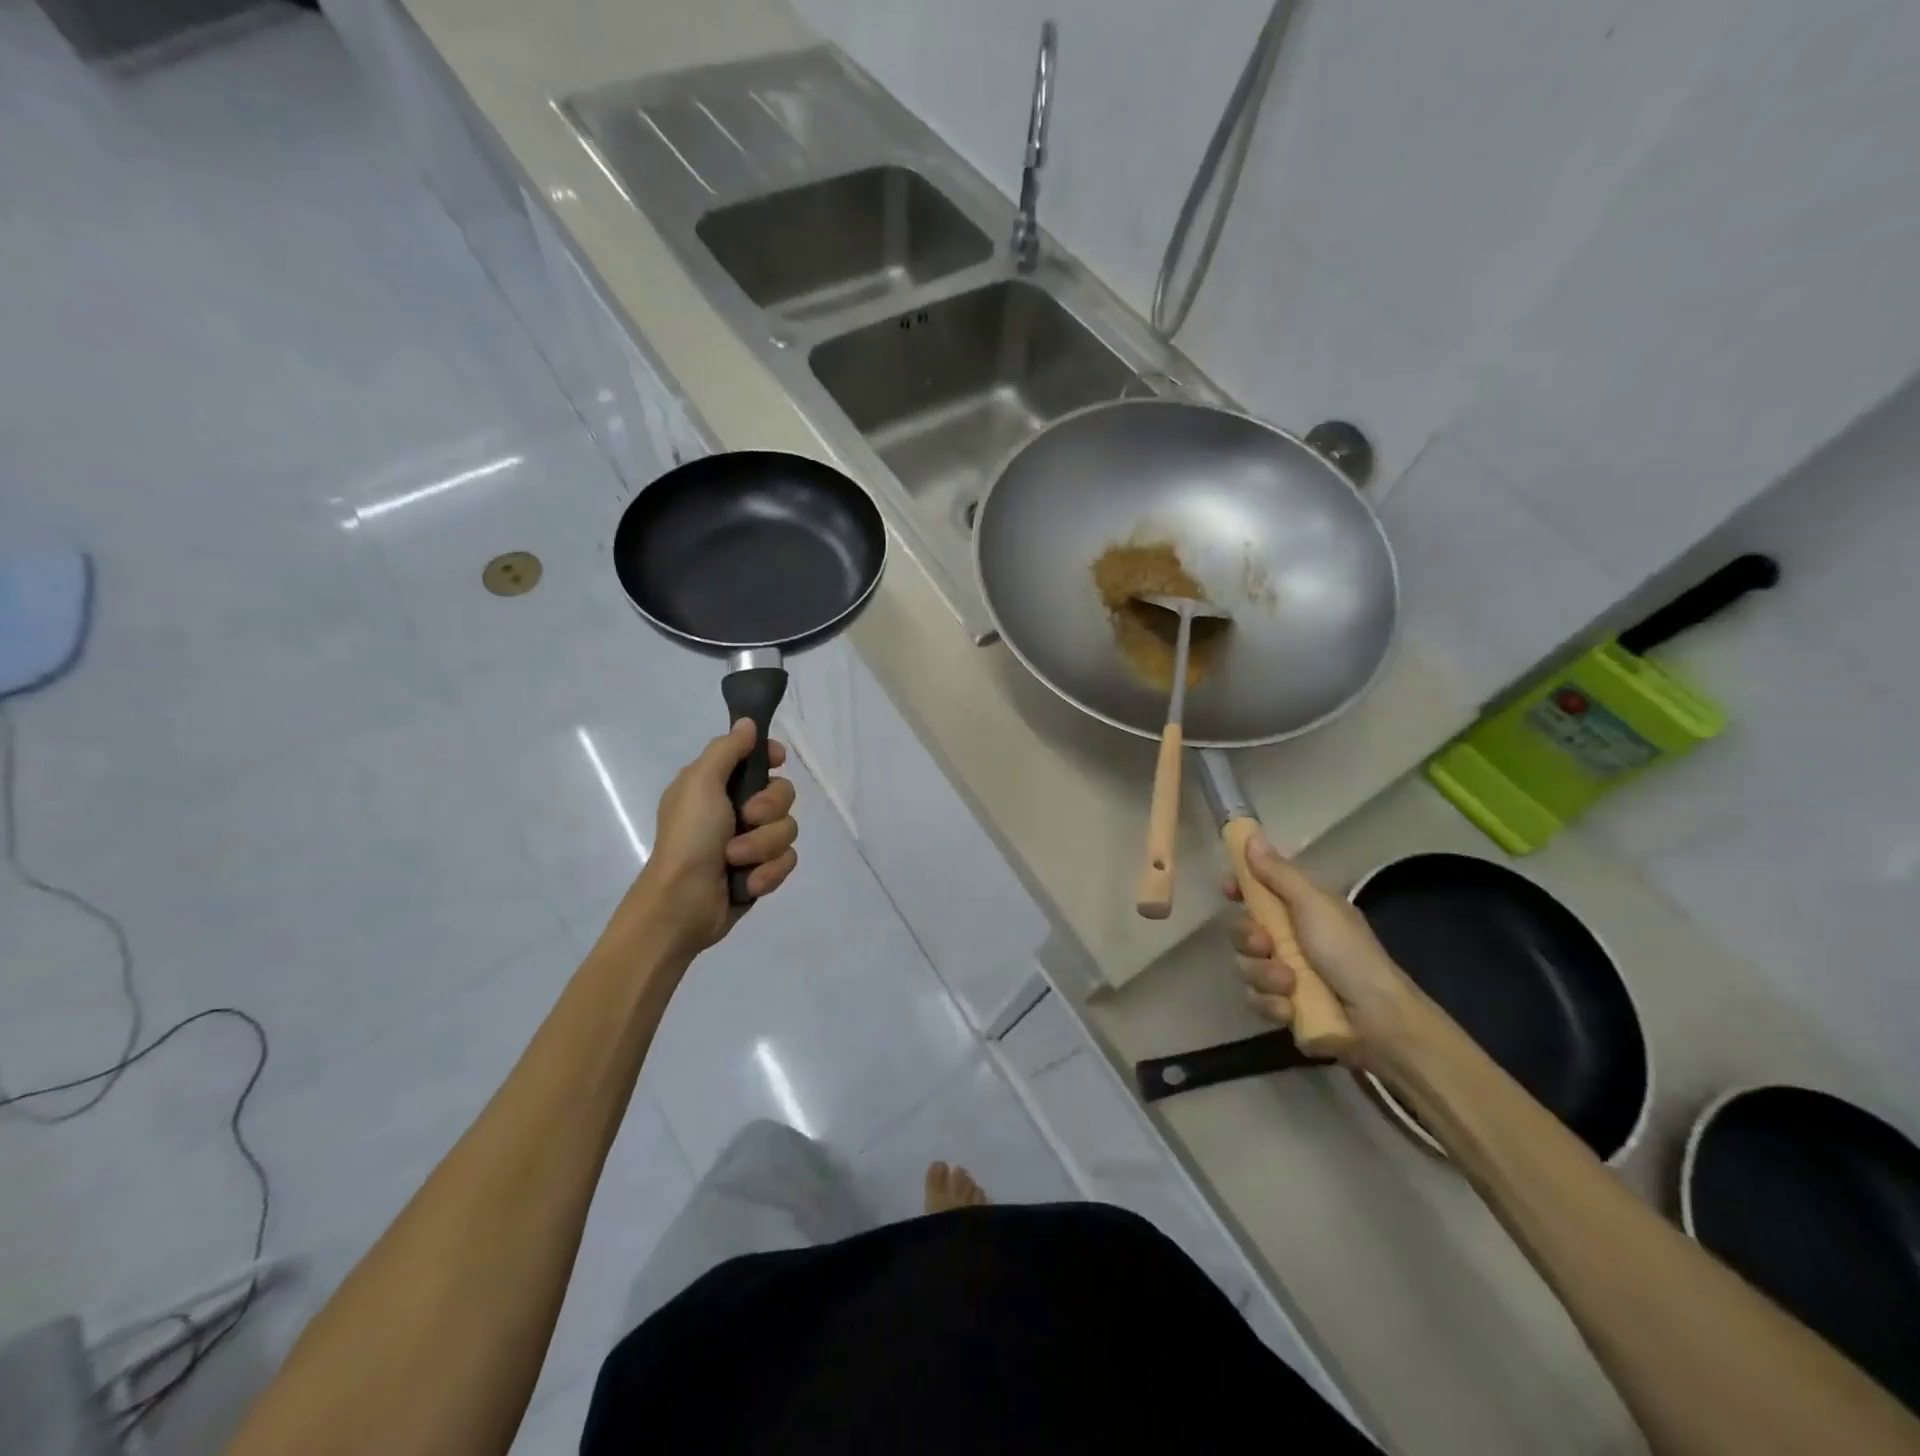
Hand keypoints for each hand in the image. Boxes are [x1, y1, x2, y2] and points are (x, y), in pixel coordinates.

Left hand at [617, 720, 798, 954]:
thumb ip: (726, 750)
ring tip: (736, 860)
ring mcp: (751, 842)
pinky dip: (767, 872)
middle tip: (745, 818)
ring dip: (763, 846)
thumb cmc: (688, 837)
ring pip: (788, 830)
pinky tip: (747, 883)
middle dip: (769, 809)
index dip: (771, 757)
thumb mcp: (700, 783)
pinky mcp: (761, 871)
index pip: (757, 759)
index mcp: (717, 785)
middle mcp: (736, 810)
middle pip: (783, 794)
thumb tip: (747, 722)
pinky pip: (787, 861)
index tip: (778, 760)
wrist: (682, 903)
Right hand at [1222, 835, 1425, 1065]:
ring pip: (1246, 966)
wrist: (1377, 1022)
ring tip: (1289, 983)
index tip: (1228, 890)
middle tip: (1264, 944)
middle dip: (1247, 938)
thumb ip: (1278, 873)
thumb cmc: (1347, 953)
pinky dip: (1272, 1004)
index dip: (1240, 887)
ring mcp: (1285, 974)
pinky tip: (1290, 1009)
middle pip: (1242, 929)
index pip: (1259, 889)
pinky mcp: (1284, 1007)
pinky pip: (1256, 1000)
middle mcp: (1289, 938)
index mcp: (1301, 909)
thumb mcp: (1313, 904)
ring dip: (1263, 975)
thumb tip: (1251, 835)